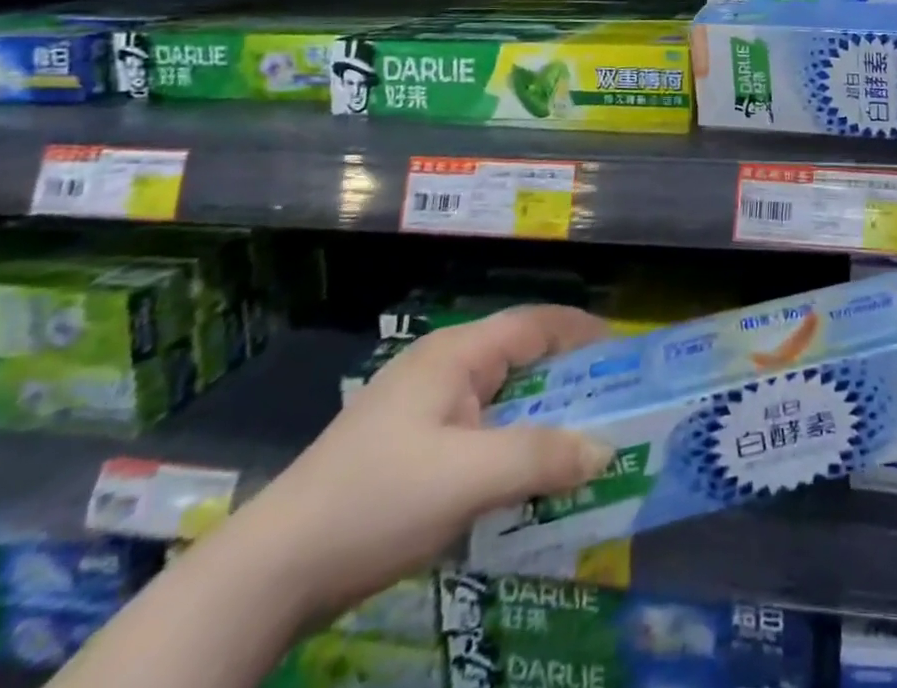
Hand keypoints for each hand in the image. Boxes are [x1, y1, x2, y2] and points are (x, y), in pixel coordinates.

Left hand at [219, 306, 611, 622]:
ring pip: (501, 400)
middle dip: (570, 380)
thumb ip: (542, 458)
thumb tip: (606, 450)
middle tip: (615, 405)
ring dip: (541, 419)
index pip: (536, 323)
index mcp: (457, 354)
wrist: (269, 573)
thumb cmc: (376, 502)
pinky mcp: (410, 448)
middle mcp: (442, 368)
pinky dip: (512, 447)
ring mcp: (422, 409)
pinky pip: (479, 433)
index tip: (627, 352)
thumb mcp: (467, 478)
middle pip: (522, 359)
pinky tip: (527, 481)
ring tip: (582, 444)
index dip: (584, 331)